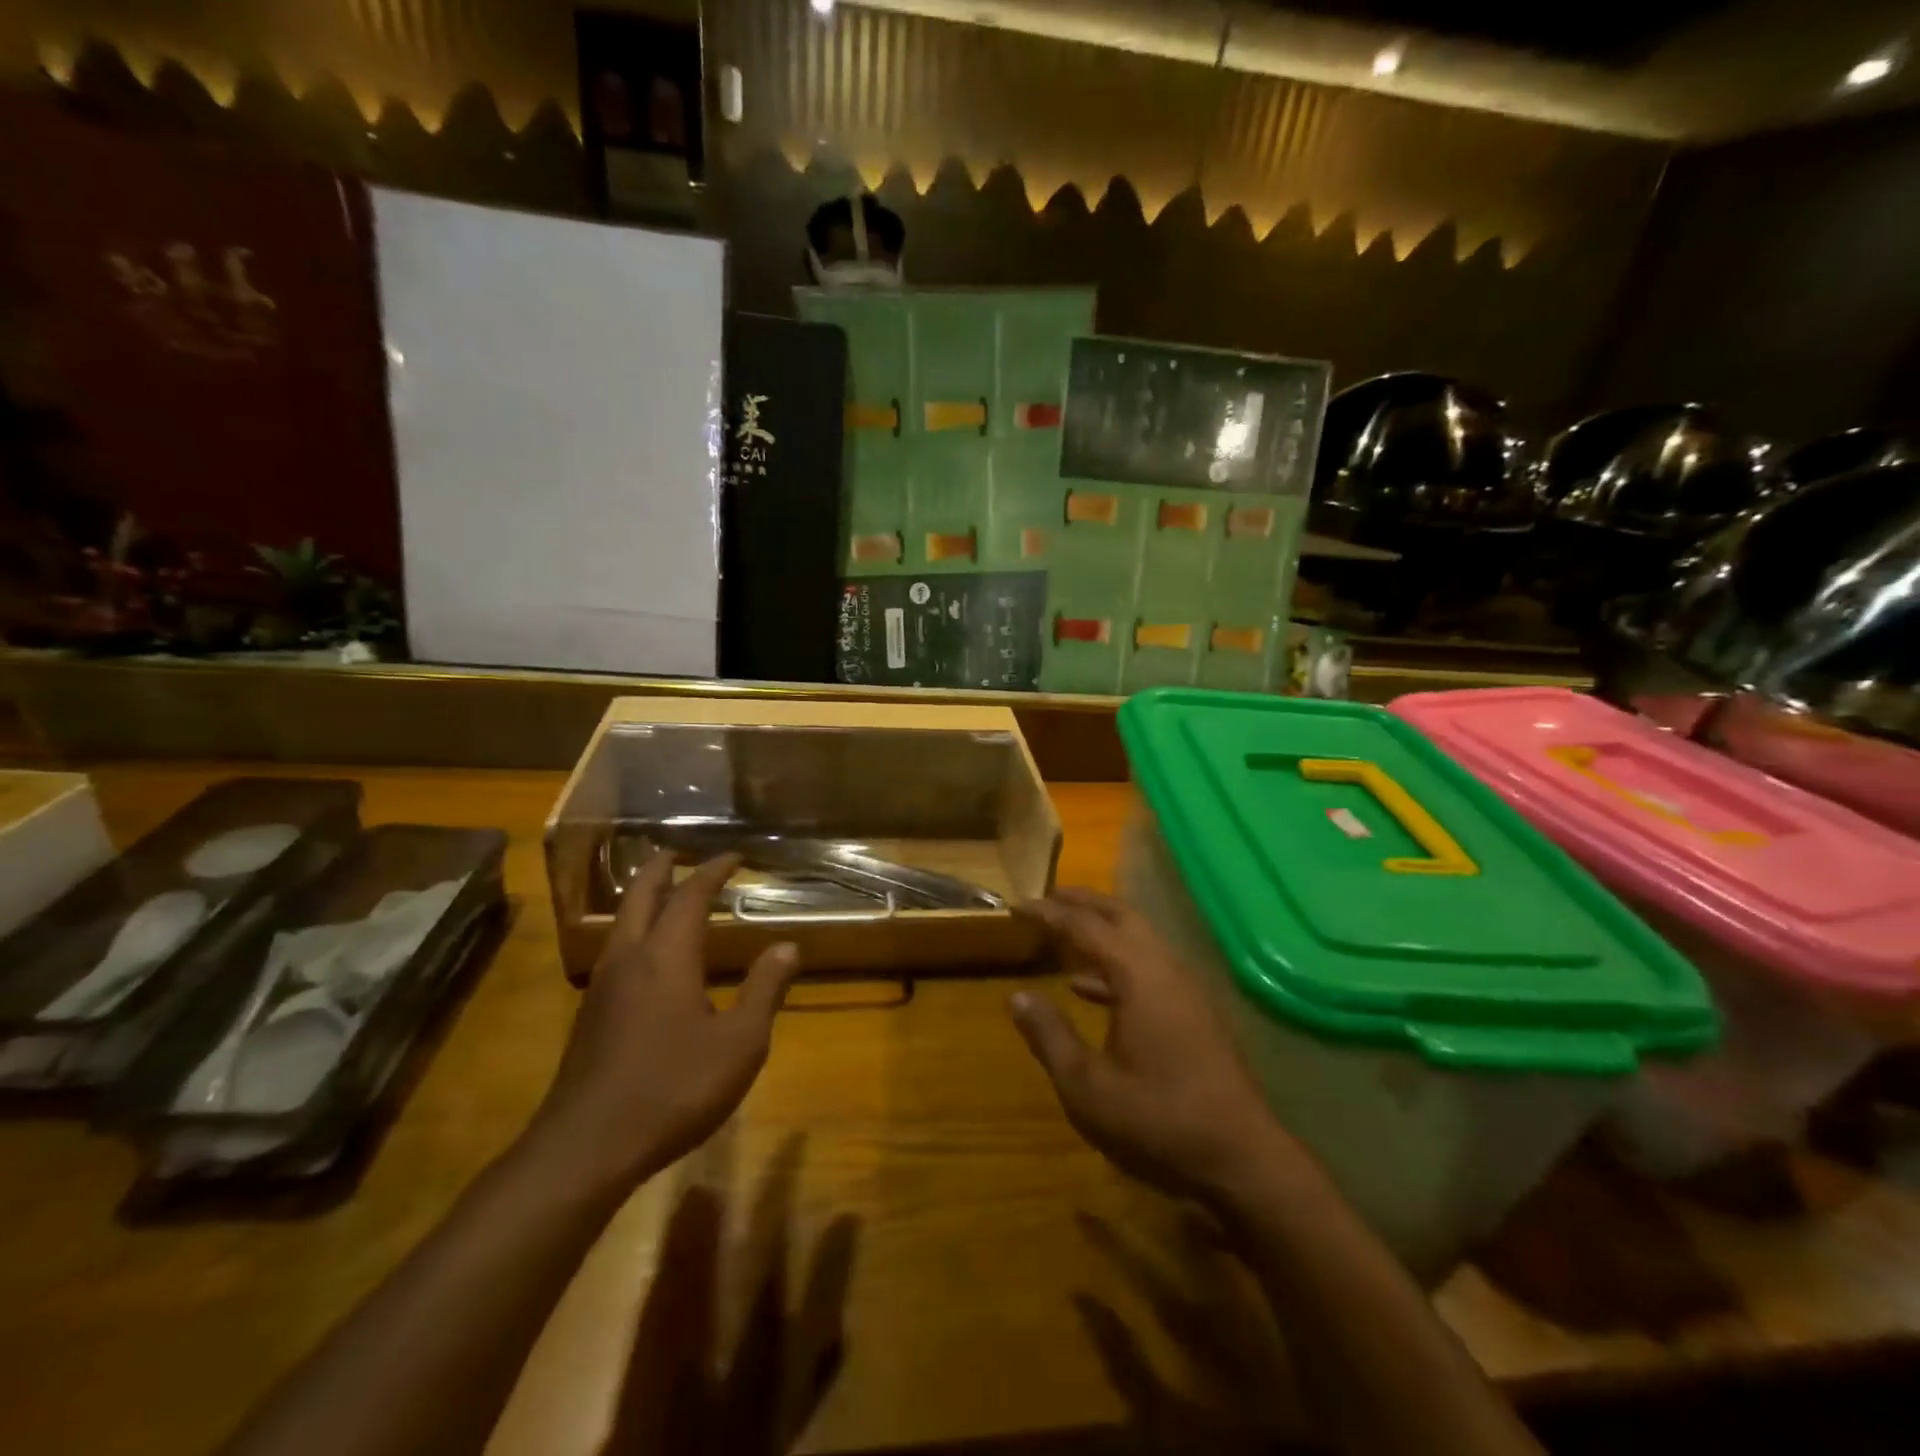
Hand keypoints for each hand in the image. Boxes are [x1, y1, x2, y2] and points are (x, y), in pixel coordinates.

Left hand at [526, 852, 802, 1193]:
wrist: (585, 1148)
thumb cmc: (672, 1089)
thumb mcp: (739, 1044)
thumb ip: (764, 990)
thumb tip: (788, 947)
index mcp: (667, 955)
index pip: (690, 894)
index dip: (713, 870)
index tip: (735, 856)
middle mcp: (629, 957)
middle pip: (640, 893)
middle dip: (662, 866)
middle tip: (683, 852)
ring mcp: (603, 985)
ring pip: (621, 920)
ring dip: (643, 895)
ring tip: (666, 891)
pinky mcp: (590, 1013)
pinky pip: (615, 948)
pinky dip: (636, 927)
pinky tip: (649, 954)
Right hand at [1009, 888, 1301, 1207]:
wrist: (1243, 1160)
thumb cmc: (1159, 1120)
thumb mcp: (1088, 1087)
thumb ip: (1050, 1036)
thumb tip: (1017, 997)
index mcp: (1138, 975)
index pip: (1085, 926)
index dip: (1049, 912)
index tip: (1017, 904)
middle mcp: (1164, 968)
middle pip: (1120, 916)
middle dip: (1082, 903)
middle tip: (1046, 898)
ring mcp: (1184, 989)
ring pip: (1138, 939)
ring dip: (1101, 929)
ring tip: (1064, 931)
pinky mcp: (1192, 1012)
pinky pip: (1147, 967)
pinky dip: (1115, 964)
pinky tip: (1087, 989)